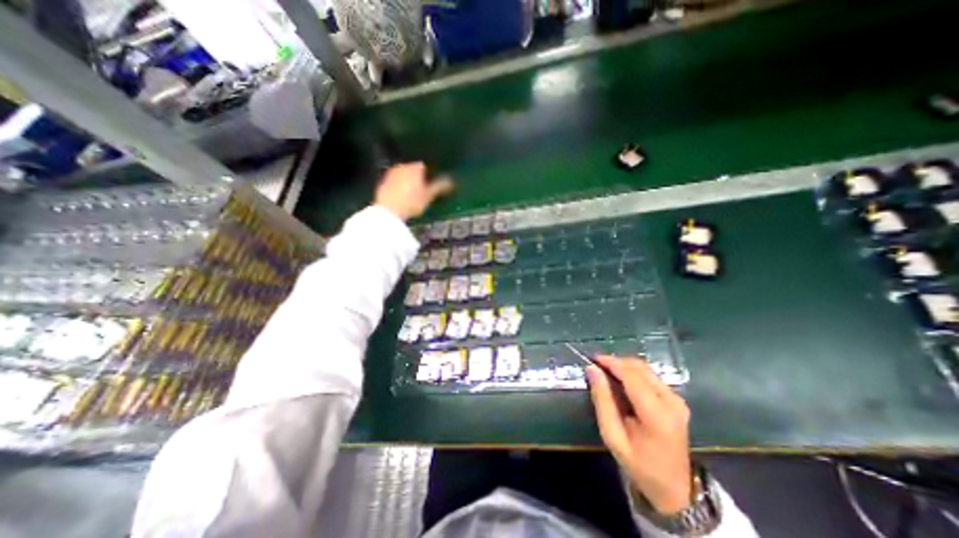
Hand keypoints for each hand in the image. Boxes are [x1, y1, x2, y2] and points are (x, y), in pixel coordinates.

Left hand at [375, 161, 453, 220]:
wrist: (388, 210)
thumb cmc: (411, 202)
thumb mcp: (429, 196)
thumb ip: (440, 186)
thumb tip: (451, 181)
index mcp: (415, 167)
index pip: (425, 166)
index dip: (429, 175)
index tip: (431, 185)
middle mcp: (402, 166)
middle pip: (413, 169)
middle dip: (417, 177)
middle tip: (422, 191)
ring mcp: (391, 173)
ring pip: (403, 175)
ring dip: (407, 182)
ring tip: (412, 195)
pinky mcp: (383, 182)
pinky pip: (395, 182)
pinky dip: (399, 187)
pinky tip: (401, 197)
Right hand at [586, 355, 690, 513]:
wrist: (675, 488)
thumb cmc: (639, 465)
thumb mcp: (613, 436)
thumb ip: (602, 400)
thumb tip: (592, 369)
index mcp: (657, 414)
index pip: (631, 376)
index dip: (610, 362)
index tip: (592, 358)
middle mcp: (671, 401)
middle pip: (639, 367)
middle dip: (616, 362)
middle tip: (596, 366)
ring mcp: (677, 399)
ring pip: (645, 368)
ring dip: (624, 366)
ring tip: (605, 371)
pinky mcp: (676, 399)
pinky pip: (650, 376)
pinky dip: (632, 373)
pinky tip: (620, 380)